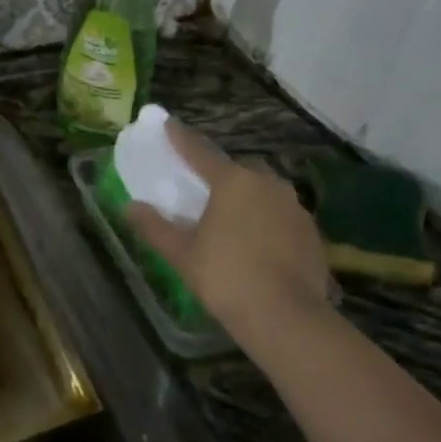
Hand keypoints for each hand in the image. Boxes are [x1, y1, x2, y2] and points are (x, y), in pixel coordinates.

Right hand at [125, 122, 334, 348]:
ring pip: (262, 193)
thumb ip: (155, 227)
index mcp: (233, 181)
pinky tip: (256, 245)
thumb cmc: (226, 277)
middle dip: (218, 177)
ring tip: (229, 222)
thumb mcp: (182, 253)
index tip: (168, 125)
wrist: (286, 316)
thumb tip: (129, 207)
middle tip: (201, 192)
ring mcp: (294, 206)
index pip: (200, 152)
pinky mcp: (311, 231)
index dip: (180, 139)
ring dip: (245, 200)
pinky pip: (280, 216)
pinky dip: (265, 222)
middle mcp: (267, 183)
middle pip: (236, 172)